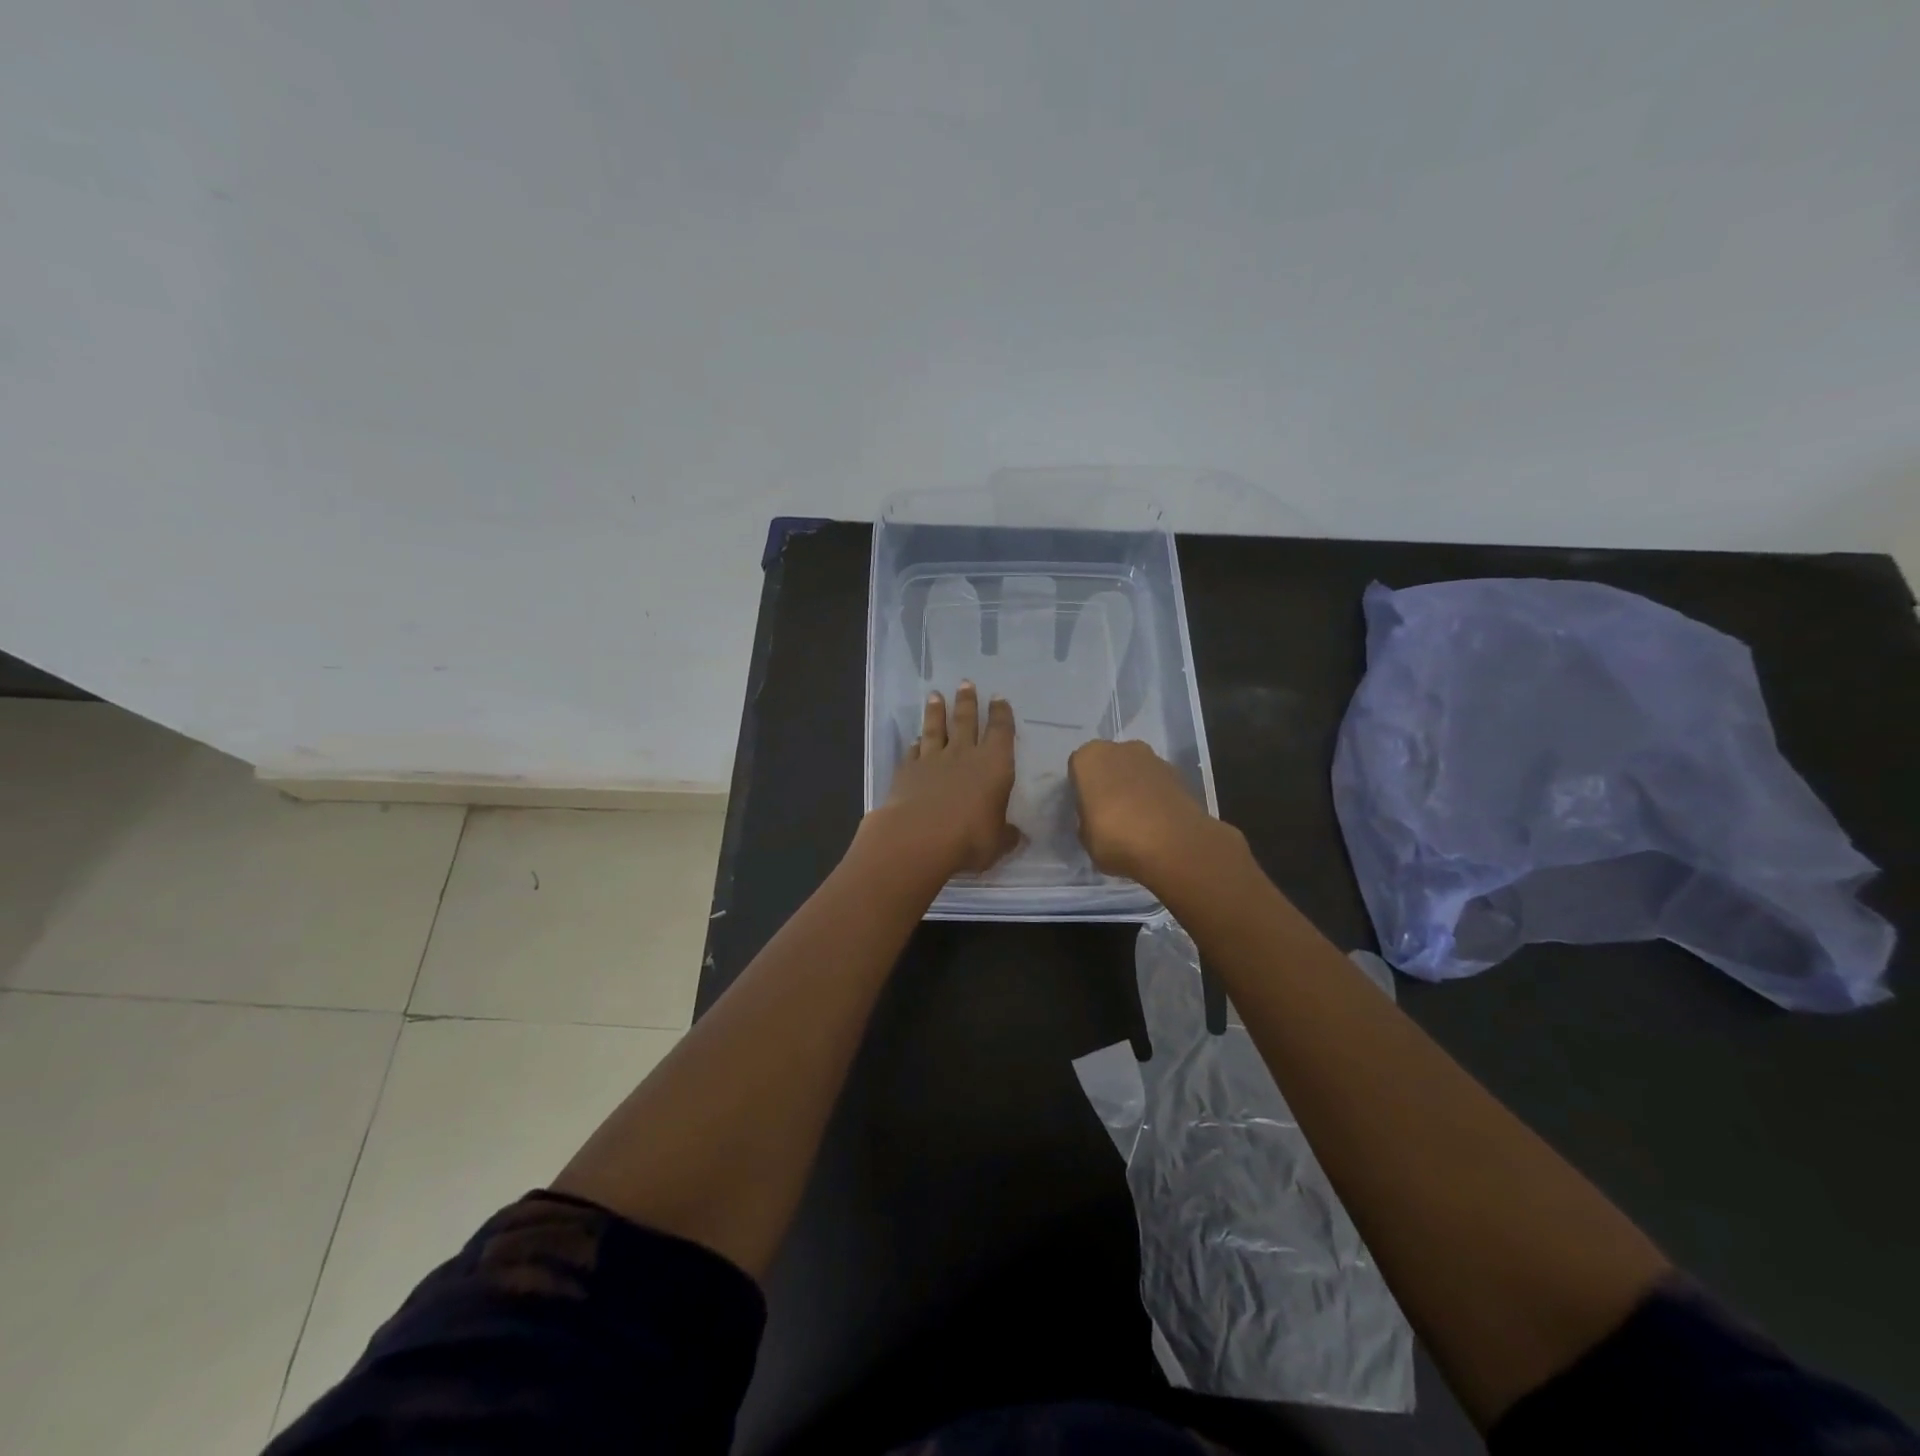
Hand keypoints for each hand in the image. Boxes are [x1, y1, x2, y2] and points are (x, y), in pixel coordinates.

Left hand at [869, 682, 1019, 875]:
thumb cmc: (969, 838)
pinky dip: (915, 744)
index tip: (998, 698)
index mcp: (994, 766)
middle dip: (967, 701)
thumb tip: (1017, 835)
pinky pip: (913, 752)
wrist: (918, 838)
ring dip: (936, 712)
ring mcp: (932, 760)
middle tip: (965, 682)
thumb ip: (1007, 835)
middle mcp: (964, 755)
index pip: (1001, 732)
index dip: (1001, 714)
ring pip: (936, 729)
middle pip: (966, 721)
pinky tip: (914, 740)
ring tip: (935, 695)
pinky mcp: (907, 771)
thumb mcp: (997, 843)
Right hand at [1068, 739, 1223, 886]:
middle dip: (1108, 782)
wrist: (1175, 845)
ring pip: (1134, 770)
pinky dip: (1154, 794)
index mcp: (1089, 758)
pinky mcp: (1177, 772)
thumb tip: (1093, 819)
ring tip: (1136, 819)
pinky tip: (1156, 820)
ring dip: (1132, 786)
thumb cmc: (1117, 839)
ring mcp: (1152, 757)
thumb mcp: (1086, 838)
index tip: (1086, 809)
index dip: (1081, 789)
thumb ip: (1086, 820)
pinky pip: (1156, 781)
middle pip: (1108, 763)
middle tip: (1108, 811)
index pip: (1077, 768)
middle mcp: (1119, 748)